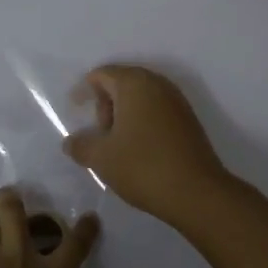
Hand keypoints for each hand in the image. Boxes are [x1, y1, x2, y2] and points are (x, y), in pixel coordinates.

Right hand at [63, 65, 232, 224]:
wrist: (196, 192)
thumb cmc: (142, 166)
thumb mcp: (101, 158)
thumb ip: (80, 145)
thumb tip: (71, 142)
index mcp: (135, 84)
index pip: (102, 74)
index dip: (84, 89)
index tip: (75, 109)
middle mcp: (158, 84)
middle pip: (123, 83)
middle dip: (105, 104)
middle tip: (98, 133)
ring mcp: (178, 102)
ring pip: (141, 98)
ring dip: (124, 115)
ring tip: (115, 144)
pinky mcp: (189, 121)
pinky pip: (157, 111)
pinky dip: (142, 123)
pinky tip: (137, 149)